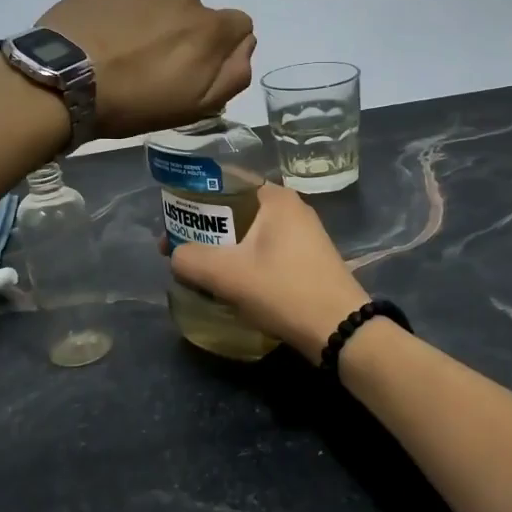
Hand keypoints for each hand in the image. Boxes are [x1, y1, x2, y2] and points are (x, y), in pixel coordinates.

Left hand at [38, 0, 254, 138]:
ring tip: (122, 50)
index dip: (221, 48)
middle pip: (196, 14)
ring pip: (162, 1)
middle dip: (183, 34)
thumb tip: (244, 45)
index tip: (195, 69)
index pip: (239, 25)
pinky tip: (102, 34)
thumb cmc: (135, 102)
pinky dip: (123, 9)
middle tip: (152, 65)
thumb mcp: (196, 106)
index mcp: (210, 28)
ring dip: (152, 20)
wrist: (63, 80)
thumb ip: (234, 74)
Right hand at [169, 184, 371, 363]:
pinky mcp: (307, 261)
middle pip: (236, 209)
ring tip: (196, 267)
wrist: (340, 330)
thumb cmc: (283, 290)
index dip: (193, 197)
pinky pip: (264, 251)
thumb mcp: (227, 274)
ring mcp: (303, 236)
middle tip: (177, 246)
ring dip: (222, 248)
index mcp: (276, 198)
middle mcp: (291, 209)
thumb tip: (175, 256)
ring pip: (249, 234)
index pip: (226, 181)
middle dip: (204, 227)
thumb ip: (190, 259)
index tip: (171, 218)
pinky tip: (228, 282)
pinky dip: (242, 262)